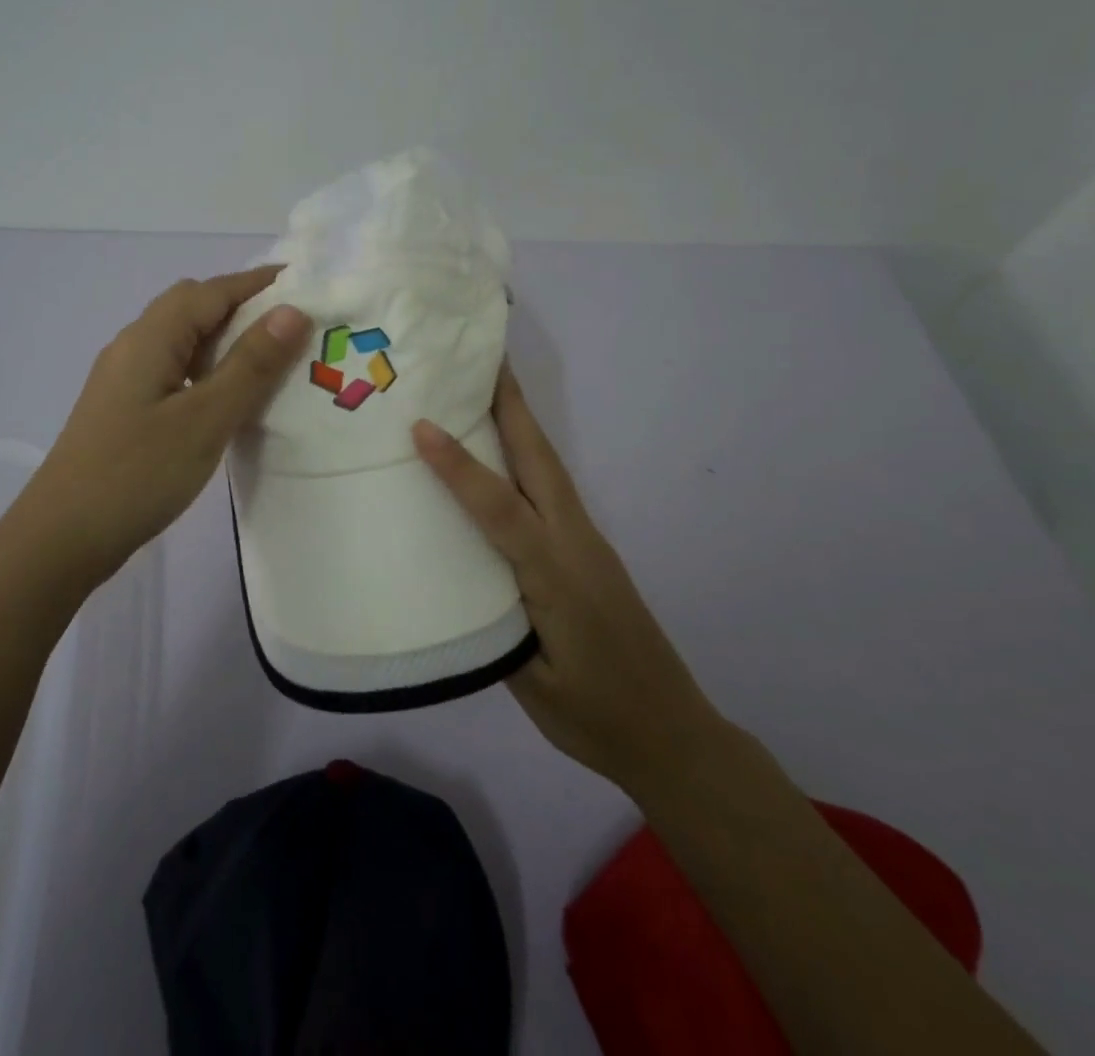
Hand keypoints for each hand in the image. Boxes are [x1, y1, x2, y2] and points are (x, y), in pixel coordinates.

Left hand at [23, 267, 310, 580]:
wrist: (61, 538)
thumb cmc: (137, 474)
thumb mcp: (205, 419)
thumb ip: (251, 364)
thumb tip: (292, 311)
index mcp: (150, 337)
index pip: (211, 290)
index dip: (257, 282)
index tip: (304, 283)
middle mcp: (133, 346)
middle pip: (192, 307)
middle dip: (241, 306)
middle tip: (291, 326)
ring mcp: (124, 379)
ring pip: (182, 340)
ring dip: (224, 340)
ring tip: (269, 360)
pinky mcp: (124, 409)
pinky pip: (173, 370)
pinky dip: (207, 369)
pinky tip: (227, 398)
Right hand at [411, 367, 724, 791]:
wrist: (672, 734)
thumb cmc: (595, 716)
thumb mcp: (530, 682)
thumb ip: (493, 622)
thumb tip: (456, 574)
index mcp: (555, 575)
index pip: (500, 508)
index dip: (459, 466)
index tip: (422, 426)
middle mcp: (574, 543)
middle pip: (540, 460)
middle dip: (512, 406)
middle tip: (483, 359)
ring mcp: (587, 542)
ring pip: (549, 468)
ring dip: (521, 423)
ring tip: (489, 388)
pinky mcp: (589, 551)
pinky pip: (552, 489)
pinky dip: (528, 455)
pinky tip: (506, 455)